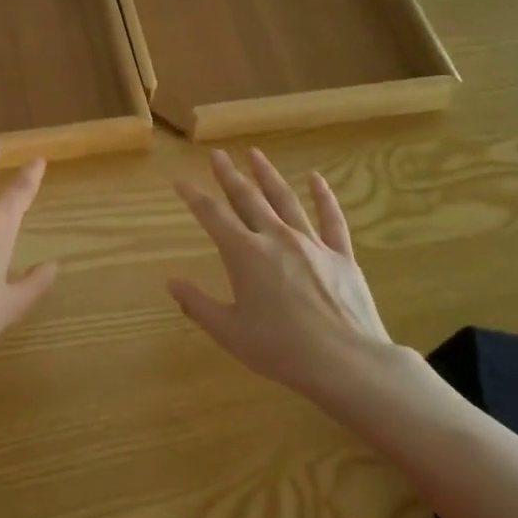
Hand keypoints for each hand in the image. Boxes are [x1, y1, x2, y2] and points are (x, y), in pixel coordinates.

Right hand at [169, 148, 399, 401]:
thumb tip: (171, 283)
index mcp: (244, 254)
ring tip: (255, 154)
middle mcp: (275, 238)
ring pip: (285, 200)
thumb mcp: (229, 332)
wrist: (346, 362)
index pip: (212, 215)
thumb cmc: (281, 349)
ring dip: (268, 175)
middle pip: (247, 198)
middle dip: (229, 175)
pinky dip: (324, 197)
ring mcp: (311, 243)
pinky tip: (317, 179)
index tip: (180, 180)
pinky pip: (331, 219)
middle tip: (218, 155)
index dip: (193, 196)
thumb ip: (197, 305)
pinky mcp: (340, 255)